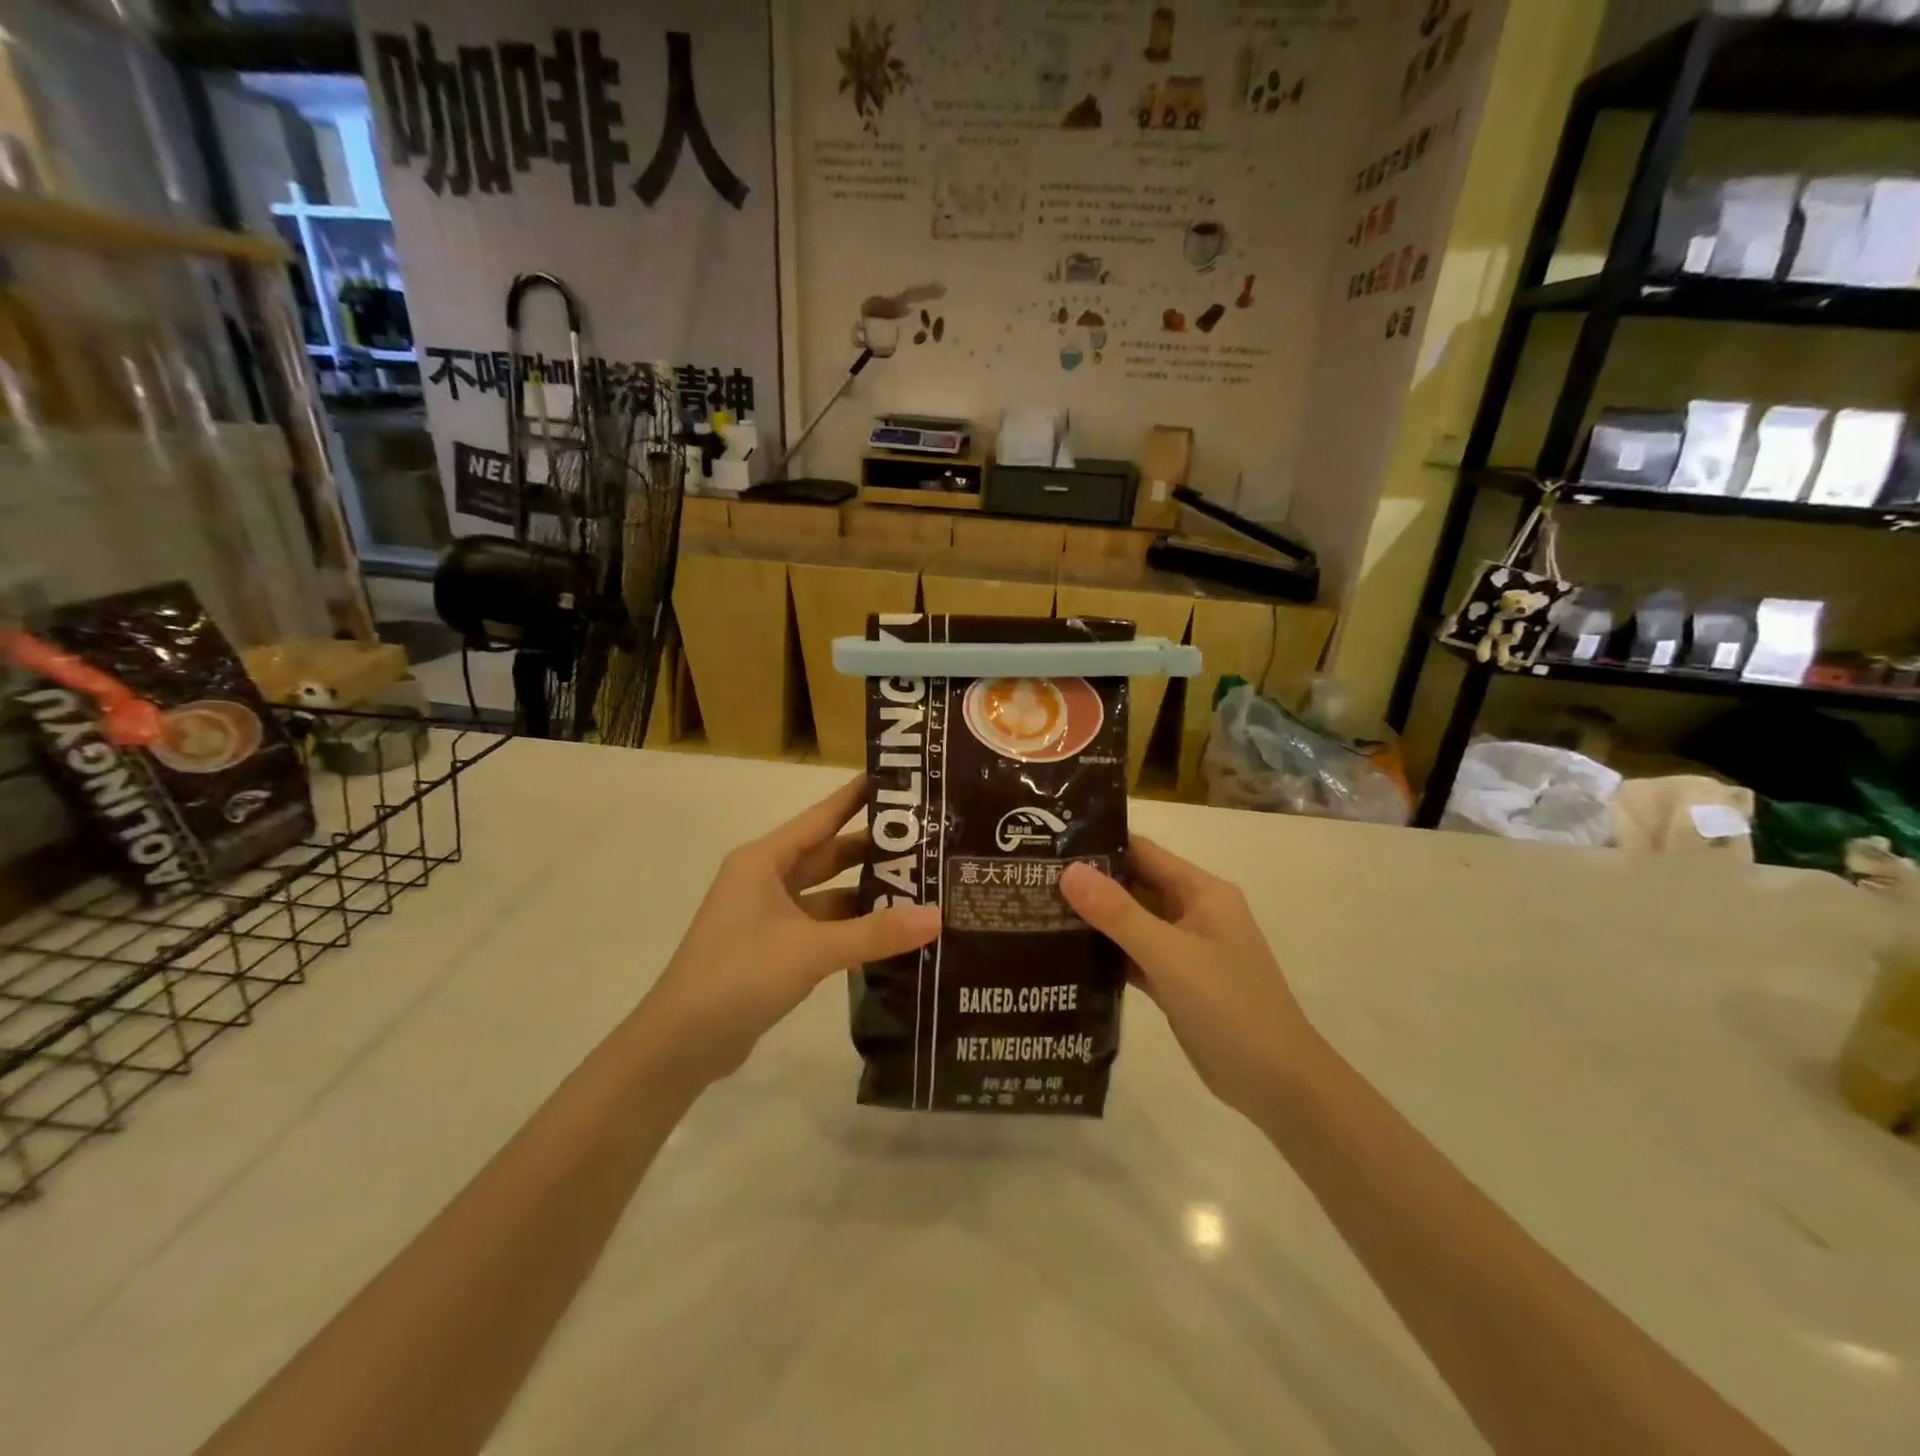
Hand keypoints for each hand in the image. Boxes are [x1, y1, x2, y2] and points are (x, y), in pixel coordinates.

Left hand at [633, 776, 940, 1089]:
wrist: (680, 1044)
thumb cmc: (739, 975)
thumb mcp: (812, 949)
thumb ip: (875, 932)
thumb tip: (938, 916)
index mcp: (764, 860)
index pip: (821, 816)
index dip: (858, 797)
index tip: (899, 780)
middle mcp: (765, 880)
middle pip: (828, 854)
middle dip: (873, 849)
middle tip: (927, 839)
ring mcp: (768, 916)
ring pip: (827, 893)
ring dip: (866, 893)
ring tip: (921, 885)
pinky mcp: (773, 949)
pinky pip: (822, 926)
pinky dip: (852, 927)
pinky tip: (890, 931)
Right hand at [1060, 838, 1317, 1119]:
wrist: (1277, 1084)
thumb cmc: (1230, 1006)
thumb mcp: (1170, 955)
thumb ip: (1118, 913)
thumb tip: (1069, 871)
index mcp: (1201, 892)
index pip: (1143, 852)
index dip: (1099, 844)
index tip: (1049, 842)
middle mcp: (1192, 913)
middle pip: (1134, 885)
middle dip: (1089, 882)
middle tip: (1032, 876)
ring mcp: (1184, 949)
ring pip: (1131, 922)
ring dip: (1094, 918)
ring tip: (1038, 908)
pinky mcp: (1175, 982)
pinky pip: (1133, 955)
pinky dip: (1105, 952)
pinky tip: (1065, 952)